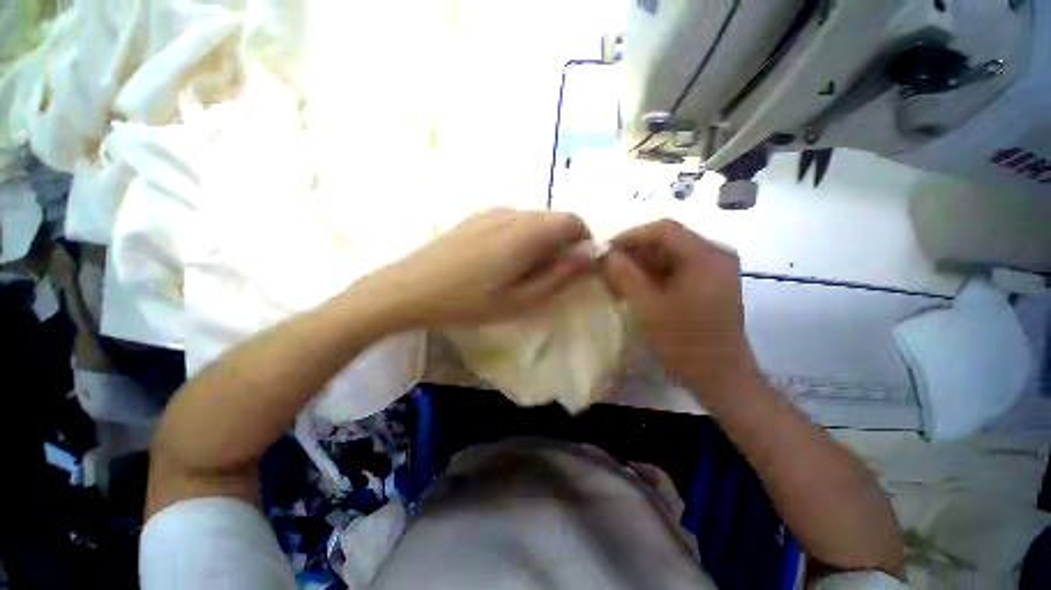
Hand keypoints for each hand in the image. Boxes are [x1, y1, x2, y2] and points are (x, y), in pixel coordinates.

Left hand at [362, 208, 594, 326]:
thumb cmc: (468, 301)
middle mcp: (513, 212)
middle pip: (553, 218)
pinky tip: (501, 261)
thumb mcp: (521, 300)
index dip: (583, 240)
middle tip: (550, 274)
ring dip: (541, 240)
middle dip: (562, 242)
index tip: (577, 265)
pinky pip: (513, 220)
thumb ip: (560, 275)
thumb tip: (589, 255)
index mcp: (527, 232)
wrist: (410, 288)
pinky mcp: (477, 216)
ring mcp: (492, 211)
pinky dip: (522, 236)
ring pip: (533, 219)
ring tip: (523, 271)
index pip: (573, 221)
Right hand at [601, 219, 759, 398]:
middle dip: (635, 250)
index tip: (605, 249)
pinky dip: (656, 273)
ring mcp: (716, 269)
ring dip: (643, 262)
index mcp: (705, 257)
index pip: (663, 229)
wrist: (721, 377)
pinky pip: (679, 267)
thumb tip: (606, 254)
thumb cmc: (684, 343)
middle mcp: (715, 255)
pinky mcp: (712, 282)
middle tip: (609, 264)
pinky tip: (638, 285)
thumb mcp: (648, 307)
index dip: (630, 235)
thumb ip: (624, 276)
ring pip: (671, 253)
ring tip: (619, 276)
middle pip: (668, 239)